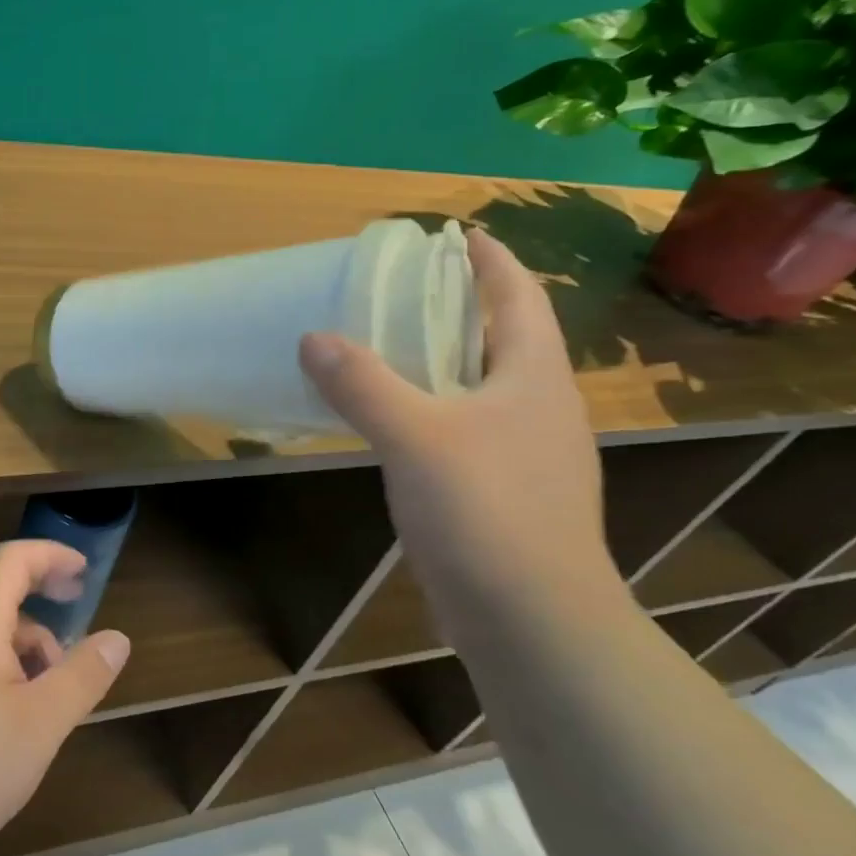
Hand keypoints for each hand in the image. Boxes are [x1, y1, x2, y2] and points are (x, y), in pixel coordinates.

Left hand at [0, 540, 130, 855]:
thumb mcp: (41, 724)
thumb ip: (82, 676)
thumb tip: (118, 639)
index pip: (12, 559)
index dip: (51, 555)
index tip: (84, 571)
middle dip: (37, 582)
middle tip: (74, 600)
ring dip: (23, 631)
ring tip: (53, 679)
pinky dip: (1, 656)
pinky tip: (16, 707)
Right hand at [298, 228, 615, 628]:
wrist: (534, 621)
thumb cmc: (486, 513)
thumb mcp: (415, 438)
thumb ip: (363, 384)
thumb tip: (313, 338)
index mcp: (534, 377)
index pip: (519, 297)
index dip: (491, 261)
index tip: (458, 234)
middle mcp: (541, 407)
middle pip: (505, 338)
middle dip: (463, 307)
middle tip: (406, 289)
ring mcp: (530, 453)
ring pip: (486, 386)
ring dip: (447, 360)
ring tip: (394, 347)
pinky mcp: (509, 491)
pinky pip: (470, 427)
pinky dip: (436, 408)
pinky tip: (400, 421)